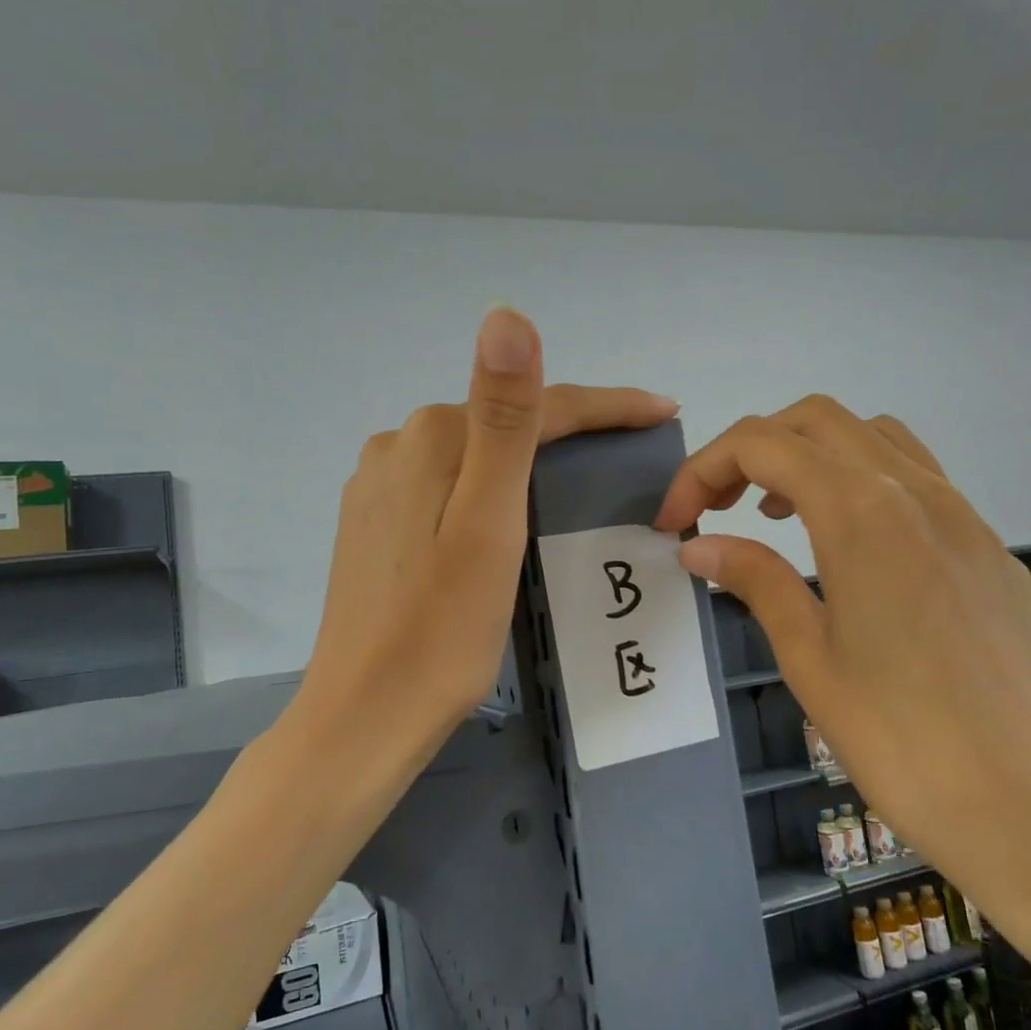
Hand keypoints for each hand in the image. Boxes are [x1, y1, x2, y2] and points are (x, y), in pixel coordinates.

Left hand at [288, 309, 678, 767]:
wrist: (366, 714)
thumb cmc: (442, 630)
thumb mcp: (488, 524)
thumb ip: (503, 420)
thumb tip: (507, 315)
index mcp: (431, 439)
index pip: (535, 406)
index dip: (606, 406)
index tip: (663, 411)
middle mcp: (397, 447)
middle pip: (503, 425)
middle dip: (570, 430)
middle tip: (631, 447)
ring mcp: (379, 487)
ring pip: (474, 457)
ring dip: (528, 460)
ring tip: (581, 480)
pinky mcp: (374, 524)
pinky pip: (447, 488)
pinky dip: (489, 491)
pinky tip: (507, 515)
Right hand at [654, 395, 1030, 932]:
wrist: (1022, 804)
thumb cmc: (896, 737)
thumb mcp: (807, 655)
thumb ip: (754, 579)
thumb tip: (697, 545)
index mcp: (862, 514)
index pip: (762, 445)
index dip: (703, 471)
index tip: (675, 523)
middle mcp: (917, 492)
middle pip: (816, 421)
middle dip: (752, 450)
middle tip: (716, 508)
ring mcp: (963, 515)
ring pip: (872, 437)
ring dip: (810, 456)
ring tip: (776, 515)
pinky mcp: (988, 547)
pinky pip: (917, 477)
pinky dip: (861, 482)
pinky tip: (847, 545)